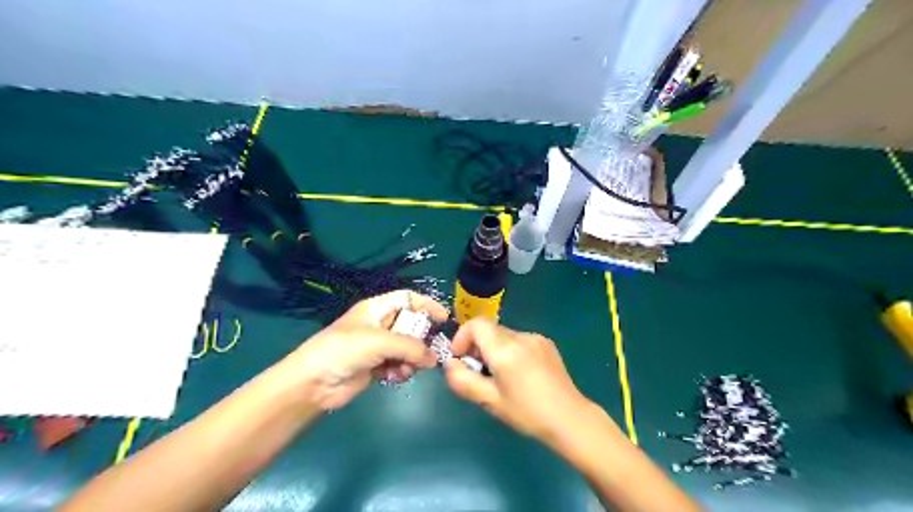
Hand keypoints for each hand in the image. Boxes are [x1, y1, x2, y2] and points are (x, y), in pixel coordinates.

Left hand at [282, 290, 446, 409]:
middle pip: (411, 326)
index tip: (444, 320)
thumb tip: (435, 359)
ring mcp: (377, 346)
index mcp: (376, 308)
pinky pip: (399, 365)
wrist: (313, 382)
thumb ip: (412, 347)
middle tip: (427, 355)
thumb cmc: (345, 350)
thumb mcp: (380, 341)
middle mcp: (379, 324)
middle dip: (420, 341)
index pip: (408, 299)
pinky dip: (401, 371)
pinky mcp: (376, 366)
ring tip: (405, 370)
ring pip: (407, 349)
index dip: (426, 305)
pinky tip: (394, 377)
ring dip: (411, 360)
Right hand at [444, 321, 601, 443]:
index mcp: (505, 349)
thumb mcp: (489, 401)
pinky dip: (511, 351)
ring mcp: (535, 338)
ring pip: (504, 335)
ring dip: (494, 349)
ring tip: (501, 377)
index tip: (461, 358)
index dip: (462, 337)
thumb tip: (449, 364)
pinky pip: (519, 340)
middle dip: (477, 347)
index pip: (476, 324)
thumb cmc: (527, 412)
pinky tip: (520, 374)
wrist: (569, 418)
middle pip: (489, 330)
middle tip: (479, 373)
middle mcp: (520, 337)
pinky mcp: (546, 343)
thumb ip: (463, 380)